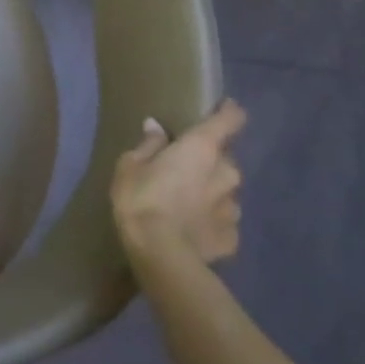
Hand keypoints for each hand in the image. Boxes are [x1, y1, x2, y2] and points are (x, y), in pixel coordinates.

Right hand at [110, 99, 247, 267]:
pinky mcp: (232, 238)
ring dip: (212, 192)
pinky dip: (211, 221)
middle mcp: (227, 173)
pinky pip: (224, 222)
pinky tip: (192, 229)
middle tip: (186, 169)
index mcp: (203, 148)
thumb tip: (157, 128)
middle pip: (226, 158)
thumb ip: (149, 145)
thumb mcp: (130, 165)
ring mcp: (234, 208)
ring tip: (187, 203)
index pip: (231, 119)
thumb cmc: (141, 199)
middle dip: (210, 161)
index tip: (221, 109)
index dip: (228, 112)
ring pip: (227, 191)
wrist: (160, 254)